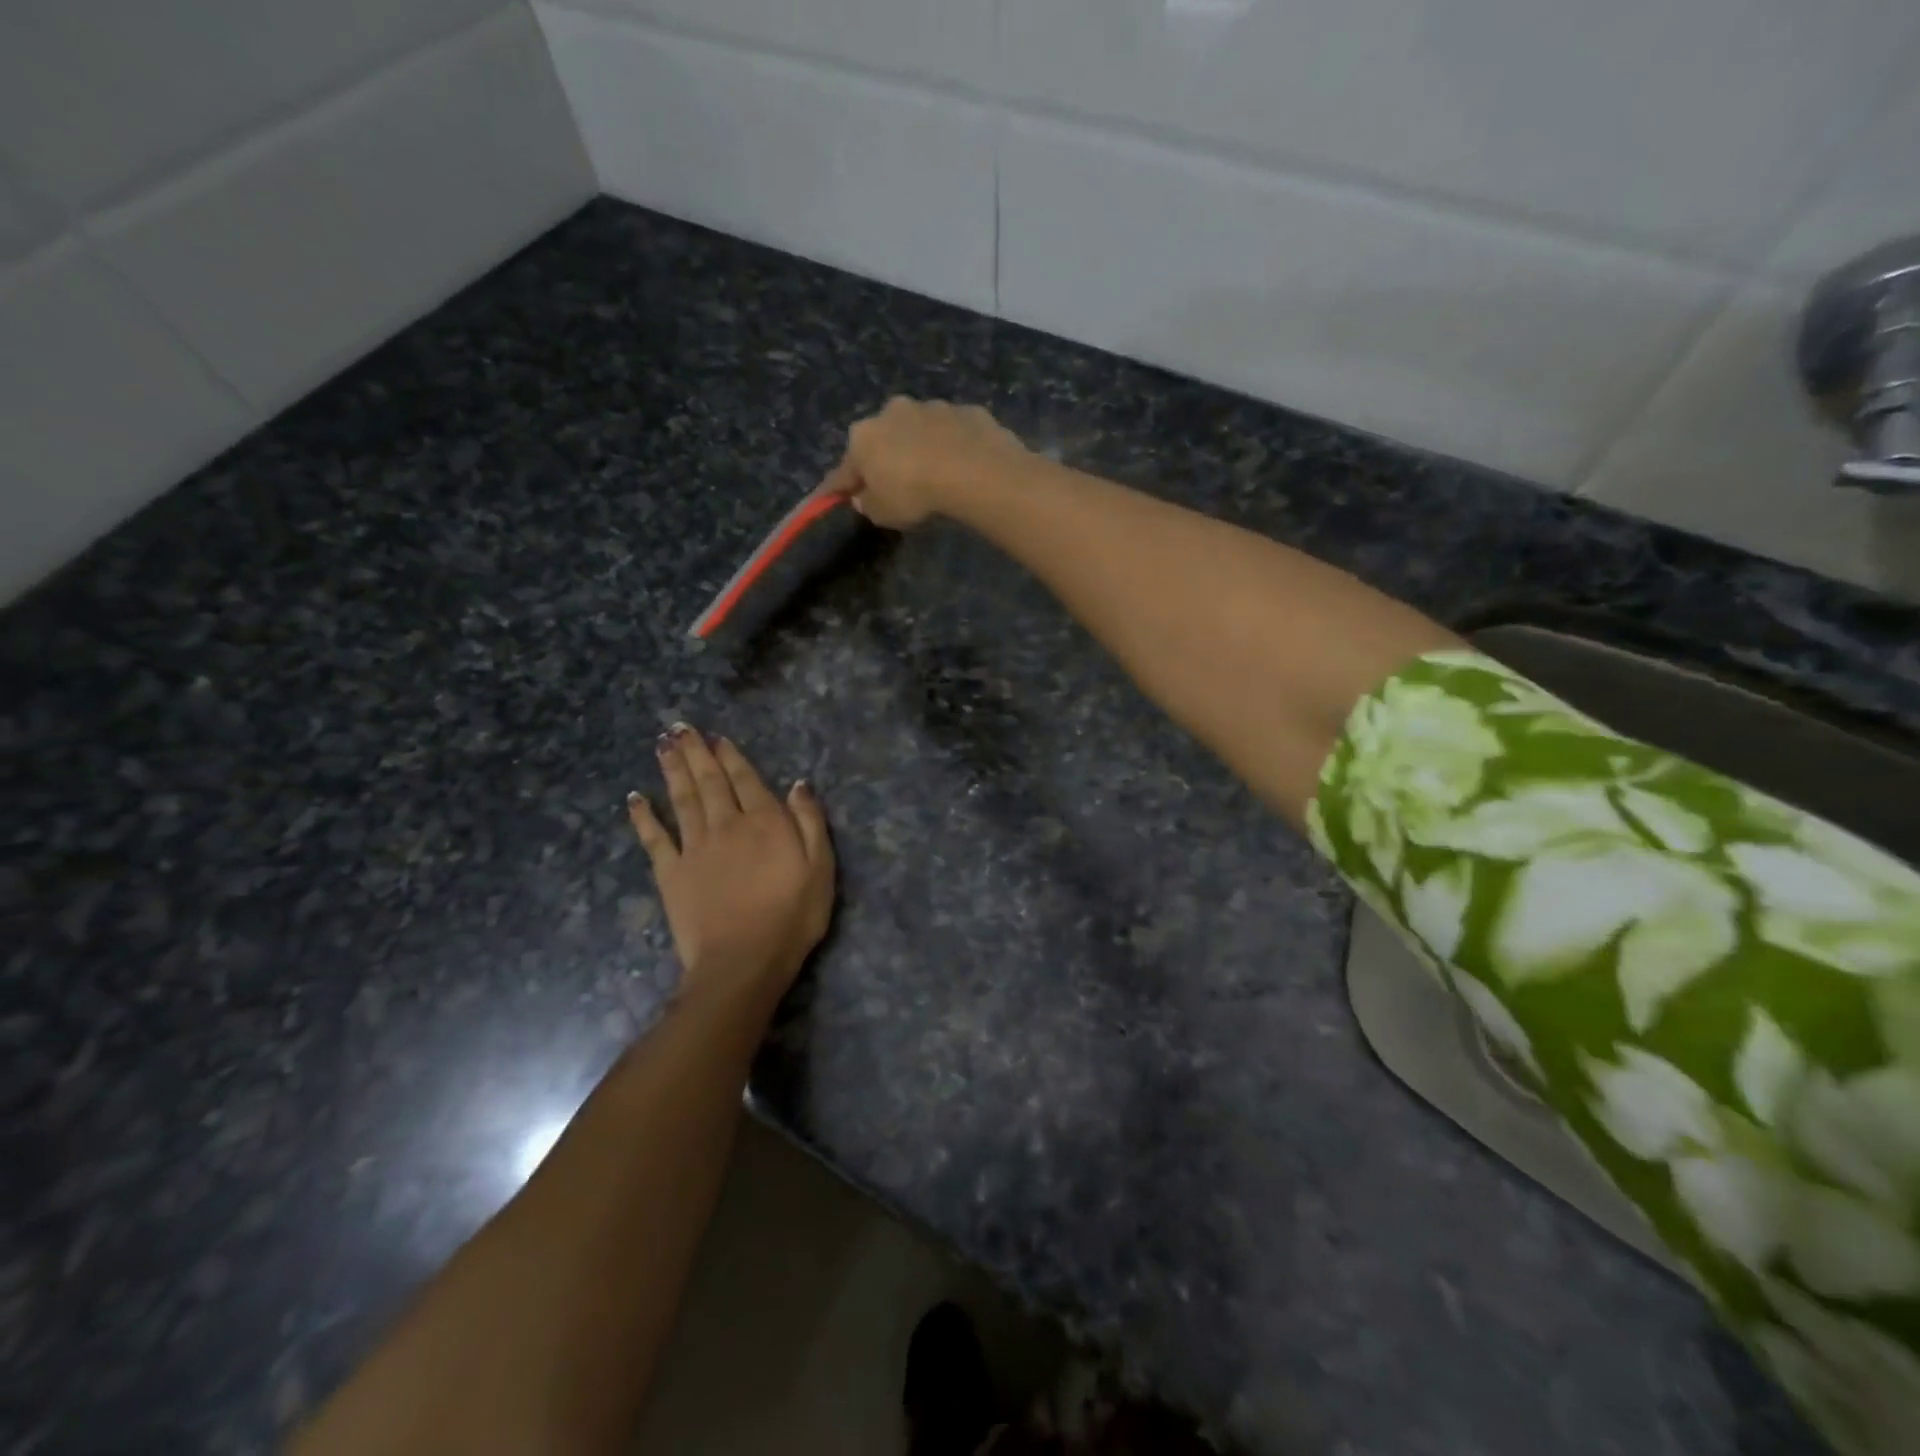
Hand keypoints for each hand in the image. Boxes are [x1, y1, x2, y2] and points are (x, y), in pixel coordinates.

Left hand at [628, 726, 834, 1013]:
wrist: (743, 961)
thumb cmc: (791, 917)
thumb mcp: (821, 868)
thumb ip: (810, 822)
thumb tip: (798, 784)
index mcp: (765, 822)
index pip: (746, 780)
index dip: (732, 757)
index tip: (718, 738)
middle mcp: (726, 825)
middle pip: (709, 781)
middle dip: (696, 752)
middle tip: (679, 727)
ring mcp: (695, 848)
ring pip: (682, 799)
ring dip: (672, 770)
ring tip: (662, 745)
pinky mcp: (671, 873)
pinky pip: (654, 838)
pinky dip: (643, 816)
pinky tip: (634, 797)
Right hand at [822, 397, 1028, 529]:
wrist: (973, 469)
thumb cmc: (915, 493)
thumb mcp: (883, 513)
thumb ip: (868, 505)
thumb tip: (863, 497)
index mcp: (863, 436)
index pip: (844, 468)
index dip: (840, 486)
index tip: (834, 495)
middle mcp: (891, 411)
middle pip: (882, 439)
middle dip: (884, 457)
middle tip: (894, 482)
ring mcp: (931, 406)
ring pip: (919, 429)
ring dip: (921, 446)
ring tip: (934, 472)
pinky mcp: (965, 411)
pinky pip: (953, 432)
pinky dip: (953, 445)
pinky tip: (963, 465)